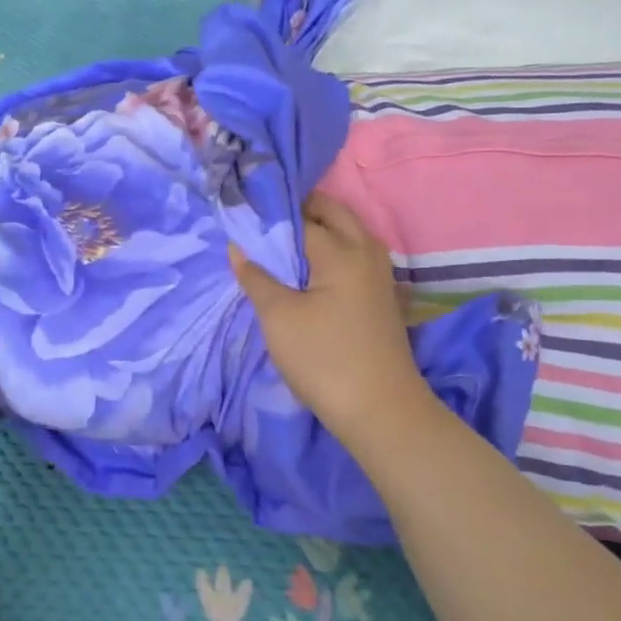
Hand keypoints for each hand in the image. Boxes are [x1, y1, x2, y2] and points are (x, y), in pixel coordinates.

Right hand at [230, 193, 426, 441]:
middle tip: (265, 224)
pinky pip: (356, 255)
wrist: (379, 409)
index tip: (245, 214)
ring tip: (284, 244)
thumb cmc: (323, 359)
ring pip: (349, 233)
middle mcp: (366, 252)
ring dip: (320, 229)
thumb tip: (237, 246)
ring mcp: (380, 274)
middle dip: (300, 210)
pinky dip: (334, 249)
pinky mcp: (383, 296)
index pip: (301, 217)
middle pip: (333, 214)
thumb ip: (256, 277)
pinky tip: (312, 270)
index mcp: (341, 251)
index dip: (271, 215)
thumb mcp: (278, 317)